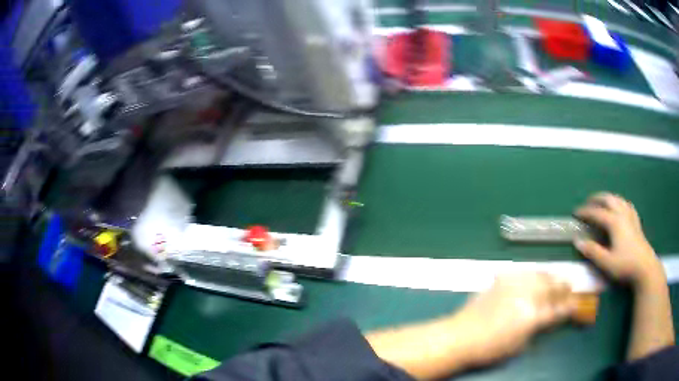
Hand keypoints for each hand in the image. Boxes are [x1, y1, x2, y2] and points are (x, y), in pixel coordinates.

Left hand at [454, 273, 575, 366]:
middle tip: (569, 287)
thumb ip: (537, 329)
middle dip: (563, 287)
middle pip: (552, 286)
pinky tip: (533, 277)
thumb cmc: (490, 349)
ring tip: (555, 280)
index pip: (558, 309)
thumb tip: (547, 318)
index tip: (576, 304)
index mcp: (533, 316)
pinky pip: (523, 272)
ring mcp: (514, 284)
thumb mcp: (519, 346)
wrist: (460, 336)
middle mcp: (527, 295)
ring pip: (540, 274)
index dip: (569, 306)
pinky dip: (532, 274)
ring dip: (550, 277)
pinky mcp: (501, 279)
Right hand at [574, 193, 663, 289]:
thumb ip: (592, 251)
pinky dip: (620, 203)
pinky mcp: (636, 221)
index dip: (585, 212)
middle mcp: (622, 213)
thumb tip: (577, 241)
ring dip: (608, 198)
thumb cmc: (625, 265)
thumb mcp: (606, 262)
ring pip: (618, 199)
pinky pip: (627, 205)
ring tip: (602, 203)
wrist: (645, 267)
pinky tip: (620, 207)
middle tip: (587, 203)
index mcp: (614, 222)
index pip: (596, 213)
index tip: (575, 213)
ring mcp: (630, 216)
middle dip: (596, 199)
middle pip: (608, 199)